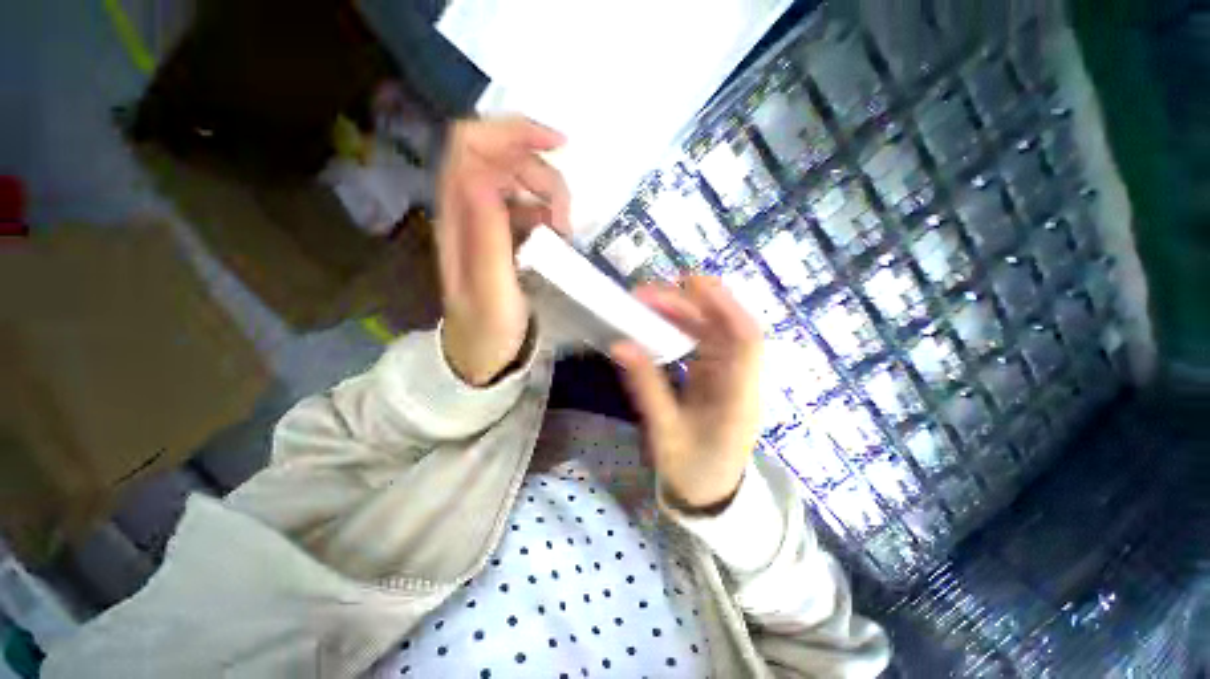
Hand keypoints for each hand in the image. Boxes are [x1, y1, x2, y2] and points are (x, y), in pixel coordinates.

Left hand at [436, 118, 570, 385]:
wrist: (482, 354)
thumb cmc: (488, 328)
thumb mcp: (491, 289)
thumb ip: (487, 235)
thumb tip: (484, 173)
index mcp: (458, 216)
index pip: (472, 144)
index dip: (513, 132)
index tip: (560, 147)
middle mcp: (466, 209)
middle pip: (501, 156)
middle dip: (542, 173)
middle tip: (565, 217)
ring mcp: (485, 221)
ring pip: (519, 179)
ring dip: (549, 196)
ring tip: (564, 233)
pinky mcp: (502, 234)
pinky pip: (528, 205)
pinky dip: (548, 213)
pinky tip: (557, 239)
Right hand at [611, 276, 763, 511]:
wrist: (710, 493)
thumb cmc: (692, 469)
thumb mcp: (665, 432)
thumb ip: (646, 387)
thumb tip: (621, 345)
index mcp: (738, 398)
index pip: (745, 341)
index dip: (724, 307)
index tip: (690, 284)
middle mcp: (741, 379)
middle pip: (726, 328)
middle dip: (691, 304)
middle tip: (647, 294)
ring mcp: (731, 375)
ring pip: (715, 331)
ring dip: (685, 312)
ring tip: (649, 302)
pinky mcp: (718, 375)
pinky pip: (704, 342)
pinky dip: (683, 326)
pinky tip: (661, 320)